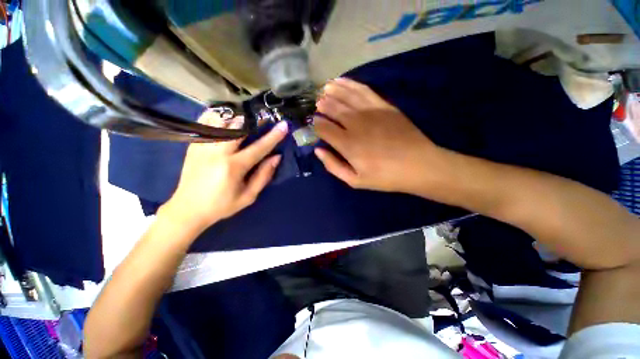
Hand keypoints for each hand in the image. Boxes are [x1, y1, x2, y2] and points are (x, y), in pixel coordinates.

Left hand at [162, 111, 287, 231]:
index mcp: (233, 167)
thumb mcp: (248, 196)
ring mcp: (203, 146)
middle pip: (238, 128)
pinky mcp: (193, 145)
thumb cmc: (222, 205)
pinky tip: (225, 117)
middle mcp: (217, 152)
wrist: (188, 209)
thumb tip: (276, 157)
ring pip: (221, 122)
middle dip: (255, 121)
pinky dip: (217, 117)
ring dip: (236, 117)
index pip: (259, 148)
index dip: (273, 136)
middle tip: (265, 117)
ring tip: (246, 116)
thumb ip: (263, 176)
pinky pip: (205, 124)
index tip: (283, 125)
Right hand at [314, 78, 449, 194]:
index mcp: (347, 144)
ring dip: (332, 91)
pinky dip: (350, 84)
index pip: (324, 128)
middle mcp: (355, 124)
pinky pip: (363, 90)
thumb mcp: (355, 180)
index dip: (316, 124)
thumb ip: (333, 166)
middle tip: (316, 104)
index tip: (313, 123)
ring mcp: (370, 112)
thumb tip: (318, 150)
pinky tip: (341, 81)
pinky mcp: (383, 105)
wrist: (418, 165)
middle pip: (333, 108)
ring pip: (345, 96)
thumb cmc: (385, 176)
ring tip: (324, 89)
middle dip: (322, 105)